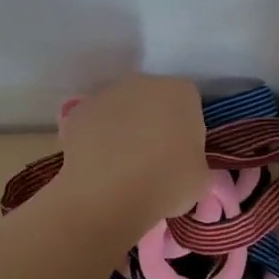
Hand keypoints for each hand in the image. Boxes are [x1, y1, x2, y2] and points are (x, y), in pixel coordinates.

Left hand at [56, 75, 209, 226]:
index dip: (187, 130)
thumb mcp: (200, 180)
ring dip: (124, 128)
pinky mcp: (78, 111)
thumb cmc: (167, 183)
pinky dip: (97, 139)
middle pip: (154, 100)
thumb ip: (196, 162)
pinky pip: (95, 123)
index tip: (182, 155)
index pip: (190, 104)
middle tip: (153, 160)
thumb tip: (186, 165)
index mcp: (182, 93)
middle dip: (154, 122)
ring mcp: (108, 94)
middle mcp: (145, 83)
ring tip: (122, 166)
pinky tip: (99, 167)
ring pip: (122, 109)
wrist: (109, 195)